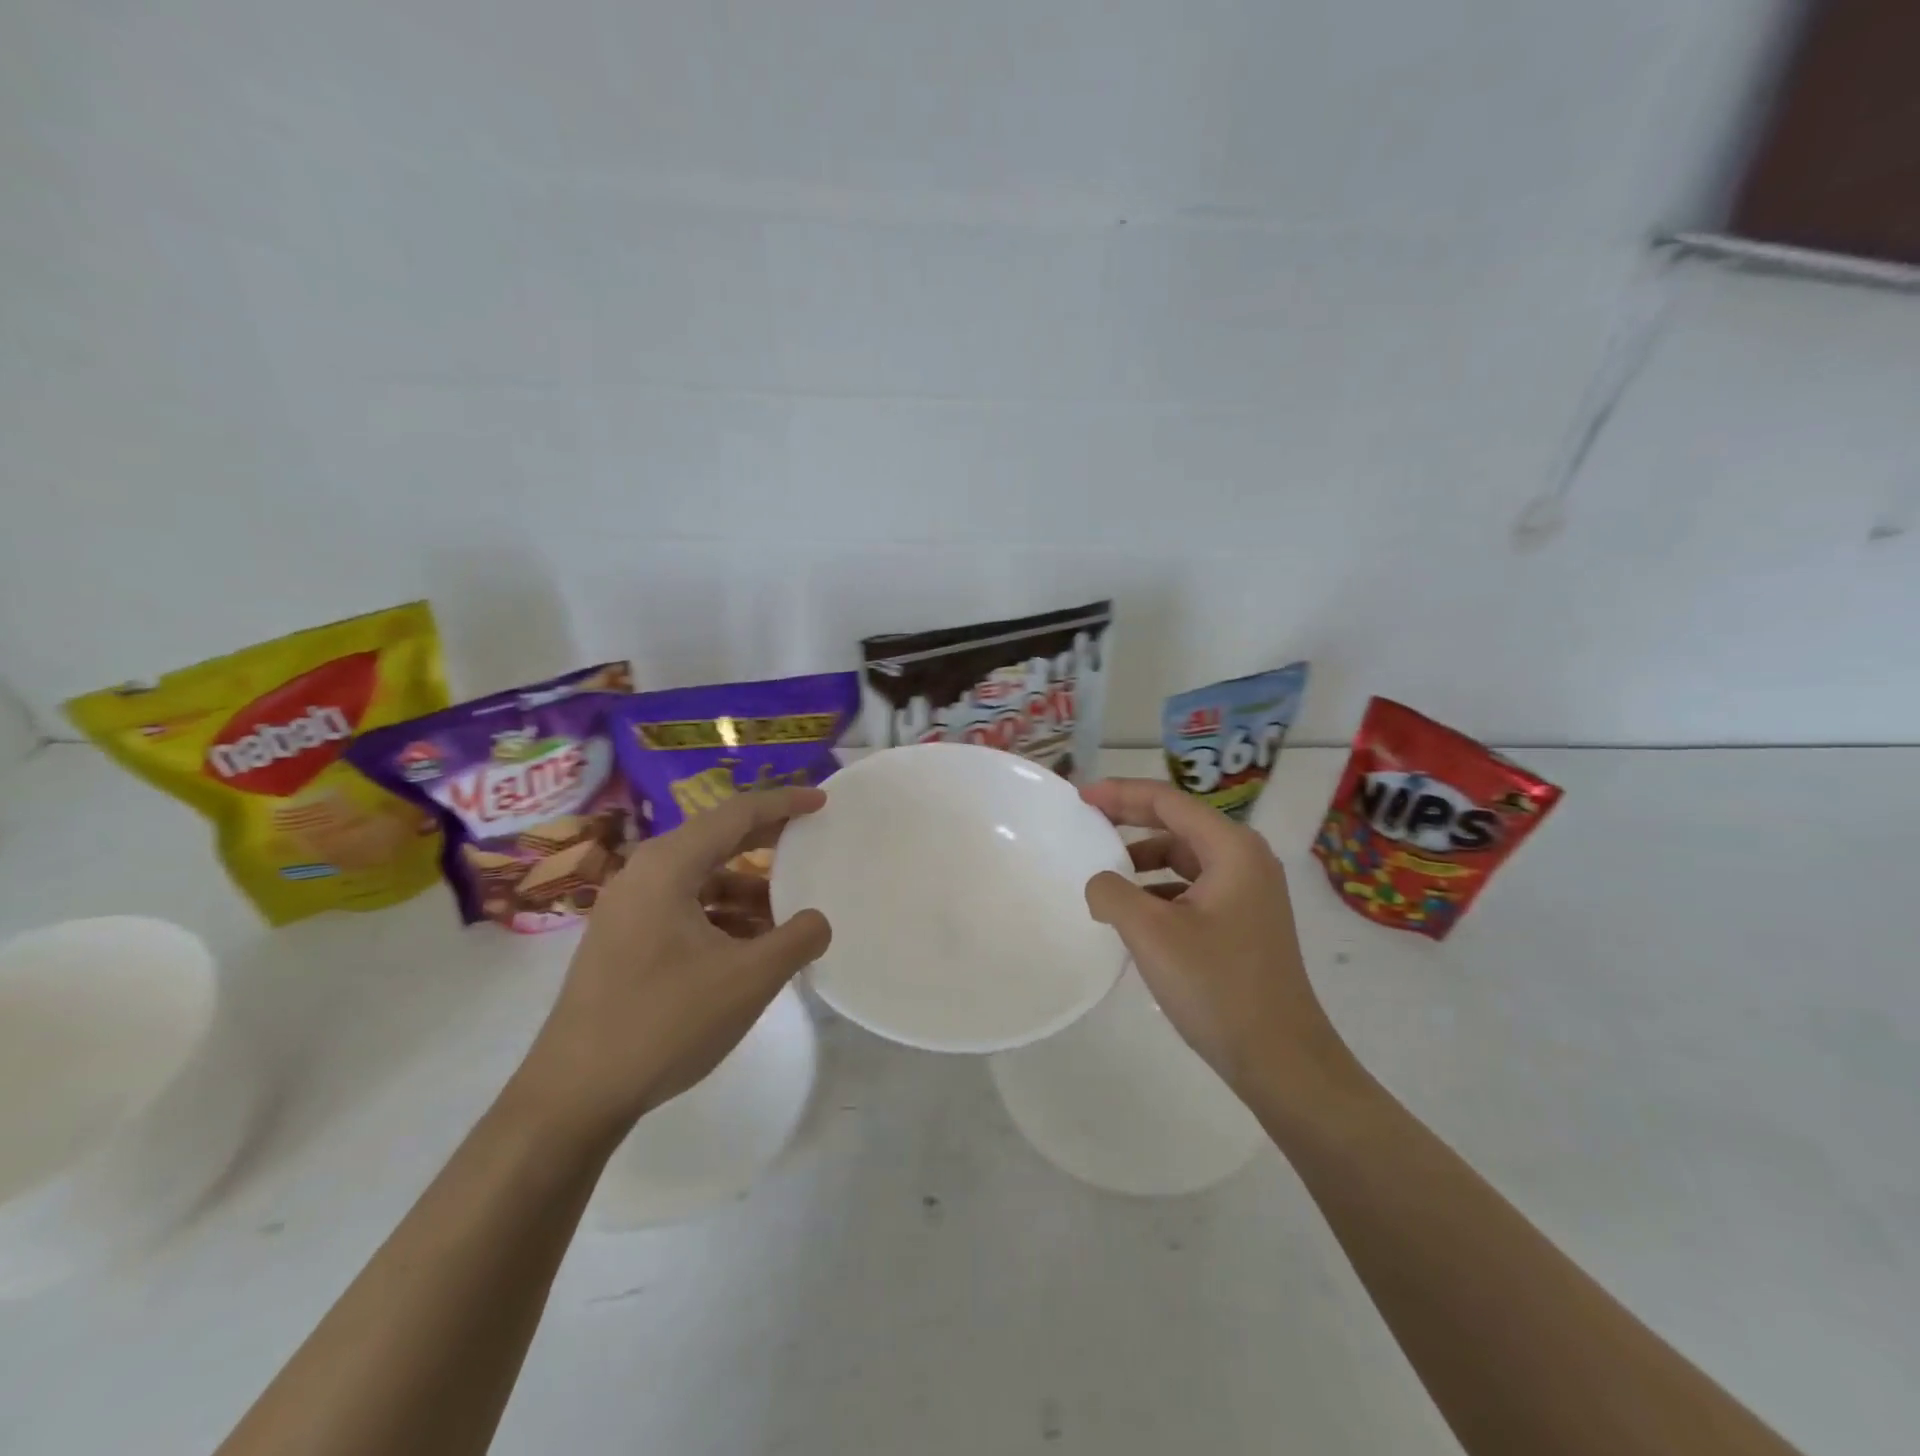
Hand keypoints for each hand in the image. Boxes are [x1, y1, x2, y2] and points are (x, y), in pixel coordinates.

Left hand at [511, 787, 831, 1143]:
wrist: (573, 1095)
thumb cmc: (664, 1023)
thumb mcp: (748, 980)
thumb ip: (797, 940)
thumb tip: (818, 921)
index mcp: (668, 867)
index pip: (736, 814)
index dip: (783, 803)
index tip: (822, 801)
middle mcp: (643, 875)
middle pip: (716, 839)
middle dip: (766, 838)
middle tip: (810, 839)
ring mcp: (628, 909)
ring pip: (701, 879)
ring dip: (746, 889)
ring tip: (788, 912)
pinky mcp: (624, 940)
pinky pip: (685, 908)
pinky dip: (722, 915)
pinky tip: (749, 946)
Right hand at [1080, 779, 1347, 1101]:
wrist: (1280, 1059)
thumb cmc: (1218, 986)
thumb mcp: (1151, 934)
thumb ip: (1112, 893)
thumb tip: (1100, 884)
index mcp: (1232, 849)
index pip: (1168, 801)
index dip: (1121, 793)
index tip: (1081, 798)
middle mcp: (1246, 860)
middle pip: (1178, 824)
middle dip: (1130, 820)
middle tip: (1086, 823)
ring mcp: (1249, 893)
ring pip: (1184, 858)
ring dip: (1143, 860)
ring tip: (1104, 875)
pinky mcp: (1244, 923)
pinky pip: (1192, 888)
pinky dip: (1159, 890)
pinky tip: (1134, 914)